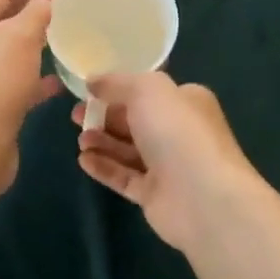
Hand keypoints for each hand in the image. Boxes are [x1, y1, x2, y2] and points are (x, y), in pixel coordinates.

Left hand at [0, 0, 61, 195]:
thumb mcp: (17, 39)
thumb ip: (34, 13)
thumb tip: (44, 2)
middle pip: (1, 18)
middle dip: (31, 7)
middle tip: (63, 1)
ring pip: (9, 50)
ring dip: (35, 40)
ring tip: (64, 33)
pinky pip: (16, 81)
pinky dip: (36, 75)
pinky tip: (58, 80)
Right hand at [73, 72, 259, 252]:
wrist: (203, 197)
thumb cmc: (177, 131)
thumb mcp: (147, 89)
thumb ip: (117, 82)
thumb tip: (93, 81)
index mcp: (186, 101)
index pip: (149, 91)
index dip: (118, 89)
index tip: (89, 90)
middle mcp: (179, 131)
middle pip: (135, 120)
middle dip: (105, 116)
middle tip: (76, 116)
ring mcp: (168, 166)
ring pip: (128, 150)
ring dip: (102, 141)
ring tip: (80, 139)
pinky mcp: (155, 195)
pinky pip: (124, 177)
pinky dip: (104, 167)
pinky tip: (83, 160)